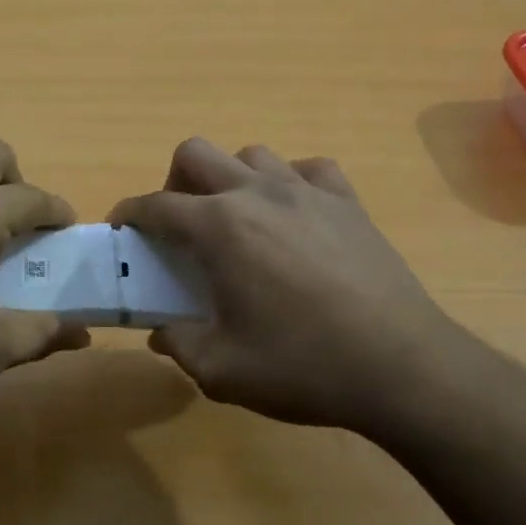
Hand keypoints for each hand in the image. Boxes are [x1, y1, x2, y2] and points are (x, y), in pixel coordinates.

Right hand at [110, 138, 471, 436]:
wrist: (404, 368)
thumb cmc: (304, 367)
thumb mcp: (223, 371)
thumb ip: (180, 344)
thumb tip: (161, 331)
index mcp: (220, 227)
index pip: (155, 205)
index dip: (129, 213)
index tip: (121, 228)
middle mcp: (257, 193)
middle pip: (195, 152)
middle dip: (174, 182)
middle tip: (181, 225)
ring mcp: (307, 191)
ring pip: (251, 154)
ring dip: (231, 179)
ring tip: (238, 221)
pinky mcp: (348, 202)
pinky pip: (308, 170)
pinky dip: (290, 184)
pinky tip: (295, 217)